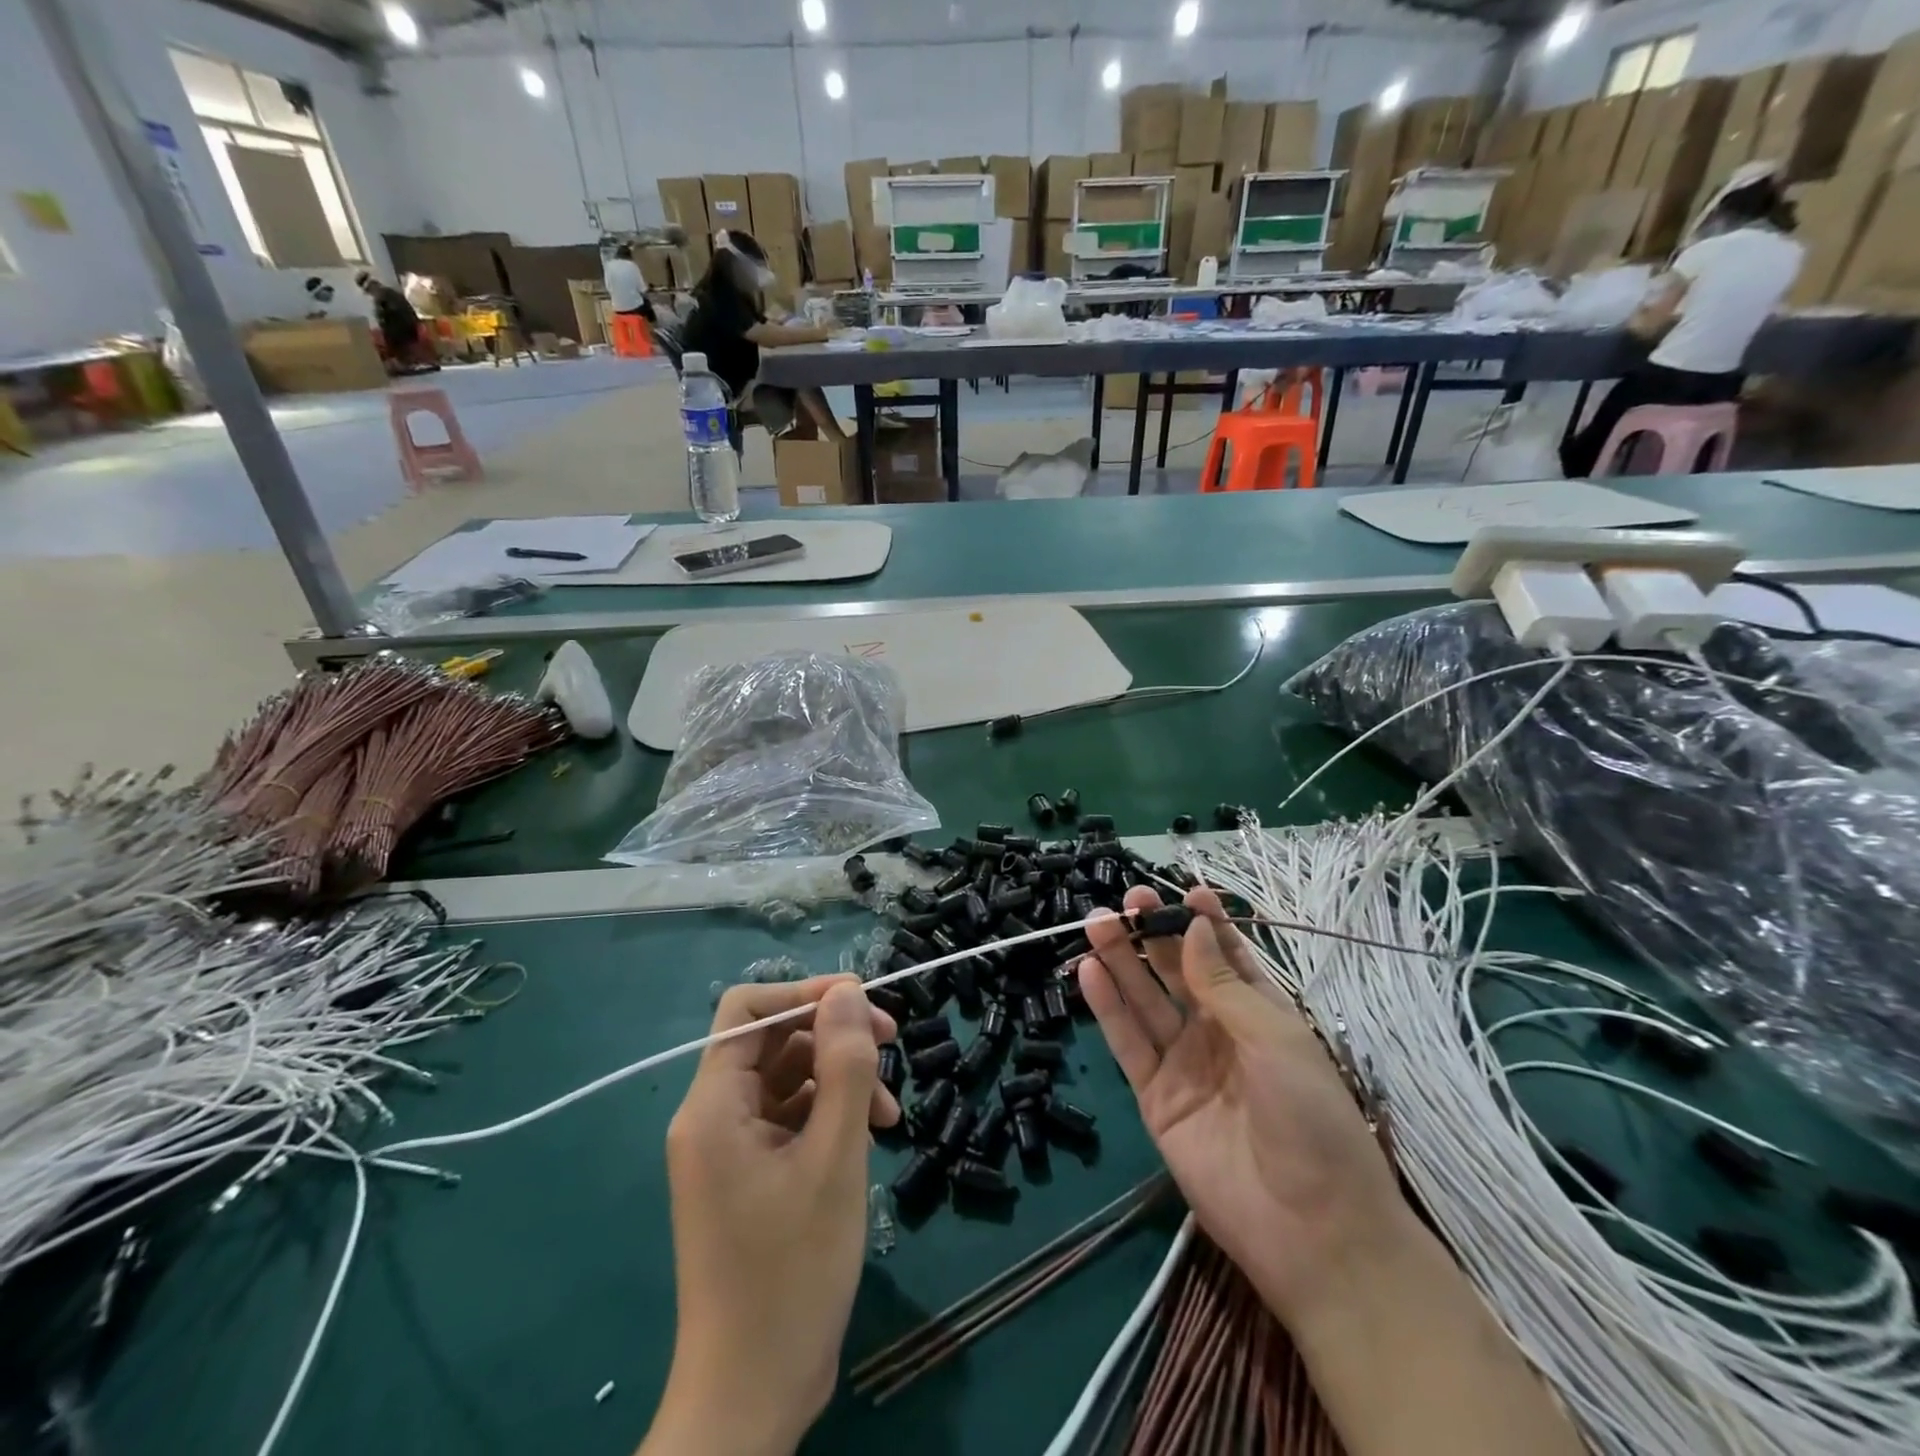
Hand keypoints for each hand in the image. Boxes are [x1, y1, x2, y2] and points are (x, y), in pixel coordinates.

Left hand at [644, 977, 897, 1455]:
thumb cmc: (792, 1271)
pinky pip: (792, 1119)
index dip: (804, 994)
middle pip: (773, 1041)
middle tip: (891, 1046)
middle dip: (833, 1036)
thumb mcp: (834, 1158)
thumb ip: (845, 1066)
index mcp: (714, 1106)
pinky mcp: (751, 1176)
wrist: (753, 1394)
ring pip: (789, 1079)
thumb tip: (847, 992)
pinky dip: (831, 1116)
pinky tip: (870, 1136)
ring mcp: (731, 1149)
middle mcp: (713, 1117)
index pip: (748, 1010)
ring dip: (840, 1079)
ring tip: (889, 1111)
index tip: (863, 1005)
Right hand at [1079, 888, 1406, 1324]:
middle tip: (1126, 900)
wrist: (1312, 1232)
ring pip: (1145, 1001)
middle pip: (1177, 972)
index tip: (1183, 889)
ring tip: (1097, 923)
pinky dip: (1107, 1007)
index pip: (1226, 956)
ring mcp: (1184, 1063)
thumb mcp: (1275, 1039)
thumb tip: (1193, 926)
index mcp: (1259, 1014)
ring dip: (1121, 961)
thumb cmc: (1312, 1120)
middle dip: (1153, 934)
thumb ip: (1223, 984)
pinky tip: (1088, 972)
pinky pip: (1128, 1043)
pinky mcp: (1156, 1097)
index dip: (1205, 923)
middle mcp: (1218, 1032)